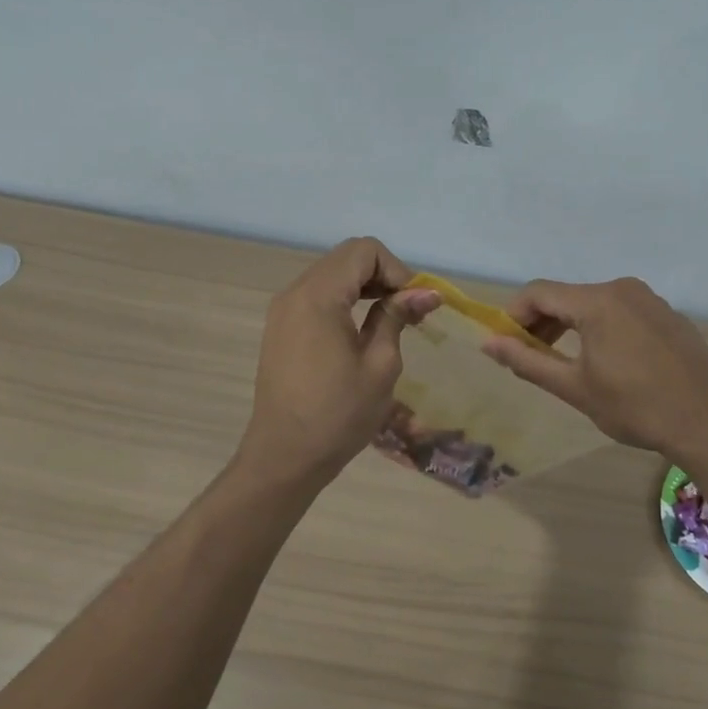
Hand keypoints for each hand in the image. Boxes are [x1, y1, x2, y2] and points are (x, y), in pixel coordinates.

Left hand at [237, 237, 440, 485]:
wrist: (283, 457)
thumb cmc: (338, 415)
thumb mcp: (380, 365)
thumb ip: (398, 317)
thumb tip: (427, 293)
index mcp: (319, 296)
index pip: (364, 251)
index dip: (397, 270)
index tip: (415, 305)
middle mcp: (296, 292)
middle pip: (347, 258)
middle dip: (384, 275)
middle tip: (409, 312)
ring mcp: (284, 309)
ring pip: (333, 274)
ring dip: (366, 287)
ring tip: (392, 319)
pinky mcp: (281, 326)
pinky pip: (318, 294)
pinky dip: (346, 300)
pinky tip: (362, 329)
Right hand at [482, 277, 707, 455]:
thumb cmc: (635, 407)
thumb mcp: (574, 387)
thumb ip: (528, 361)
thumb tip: (488, 343)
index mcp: (597, 301)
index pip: (538, 292)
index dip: (514, 315)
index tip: (506, 344)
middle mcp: (622, 289)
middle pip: (566, 295)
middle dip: (541, 322)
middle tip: (530, 357)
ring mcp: (649, 300)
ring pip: (594, 303)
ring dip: (570, 326)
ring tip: (564, 361)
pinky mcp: (667, 314)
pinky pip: (621, 311)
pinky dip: (601, 327)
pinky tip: (607, 361)